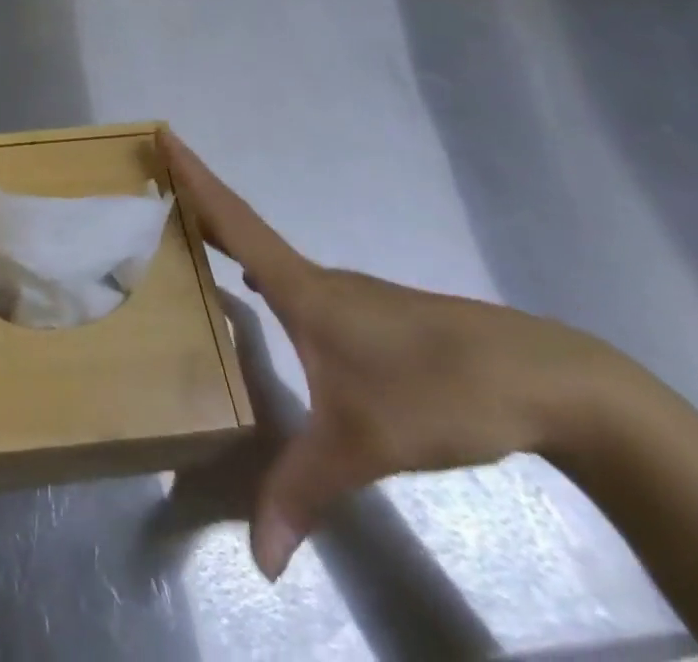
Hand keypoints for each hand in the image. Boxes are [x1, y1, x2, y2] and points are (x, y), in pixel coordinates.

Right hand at [162, 129, 615, 581]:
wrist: (543, 380)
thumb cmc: (438, 389)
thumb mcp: (363, 444)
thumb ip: (303, 491)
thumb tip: (262, 563)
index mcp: (301, 288)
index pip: (232, 220)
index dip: (193, 177)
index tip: (162, 134)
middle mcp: (316, 279)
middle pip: (241, 228)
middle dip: (196, 201)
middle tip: (153, 180)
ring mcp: (347, 295)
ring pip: (269, 256)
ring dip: (225, 237)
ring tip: (185, 237)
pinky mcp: (371, 316)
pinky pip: (293, 281)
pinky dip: (258, 271)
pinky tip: (256, 293)